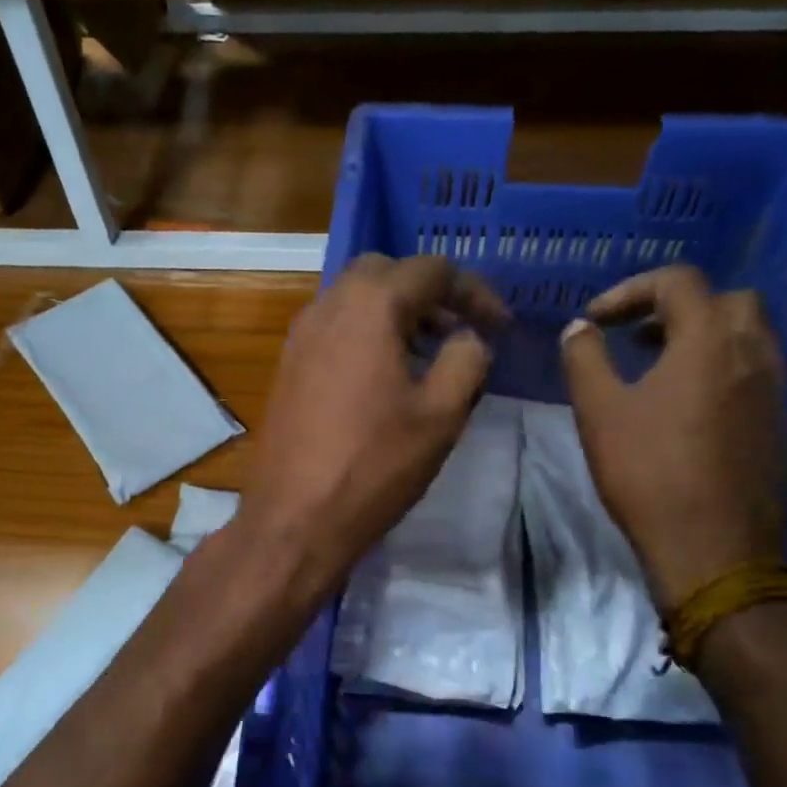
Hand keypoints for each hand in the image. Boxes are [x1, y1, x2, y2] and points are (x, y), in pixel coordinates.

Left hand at [241, 254, 504, 593]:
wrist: (295, 517)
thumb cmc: (375, 464)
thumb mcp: (442, 414)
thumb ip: (467, 359)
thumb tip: (469, 338)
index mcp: (370, 306)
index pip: (431, 270)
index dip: (474, 292)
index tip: (499, 327)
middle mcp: (327, 306)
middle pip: (385, 273)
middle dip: (428, 293)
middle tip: (458, 331)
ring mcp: (300, 336)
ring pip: (354, 299)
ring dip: (395, 313)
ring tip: (428, 355)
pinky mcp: (287, 365)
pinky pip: (333, 328)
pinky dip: (365, 334)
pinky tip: (384, 377)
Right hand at [561, 265, 786, 610]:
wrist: (713, 547)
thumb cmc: (649, 472)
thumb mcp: (600, 412)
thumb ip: (585, 358)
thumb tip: (580, 328)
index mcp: (709, 340)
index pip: (678, 282)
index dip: (631, 290)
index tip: (597, 320)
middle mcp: (753, 353)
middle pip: (725, 300)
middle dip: (678, 306)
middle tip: (638, 334)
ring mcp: (775, 389)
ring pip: (747, 335)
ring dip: (703, 336)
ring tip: (660, 366)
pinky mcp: (780, 423)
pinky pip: (755, 372)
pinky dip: (722, 368)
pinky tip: (689, 406)